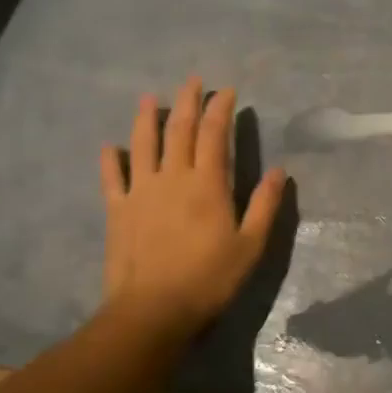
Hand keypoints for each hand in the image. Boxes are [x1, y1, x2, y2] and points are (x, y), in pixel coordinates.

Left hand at [98, 79, 287, 334]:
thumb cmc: (209, 278)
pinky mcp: (118, 211)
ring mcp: (141, 192)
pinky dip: (111, 160)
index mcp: (208, 183)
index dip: (221, 109)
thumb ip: (265, 205)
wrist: (152, 311)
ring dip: (146, 119)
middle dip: (187, 102)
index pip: (215, 135)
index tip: (226, 90)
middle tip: (192, 81)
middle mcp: (172, 177)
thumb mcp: (250, 245)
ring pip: (143, 145)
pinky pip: (112, 178)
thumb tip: (281, 171)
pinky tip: (110, 147)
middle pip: (179, 130)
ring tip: (149, 98)